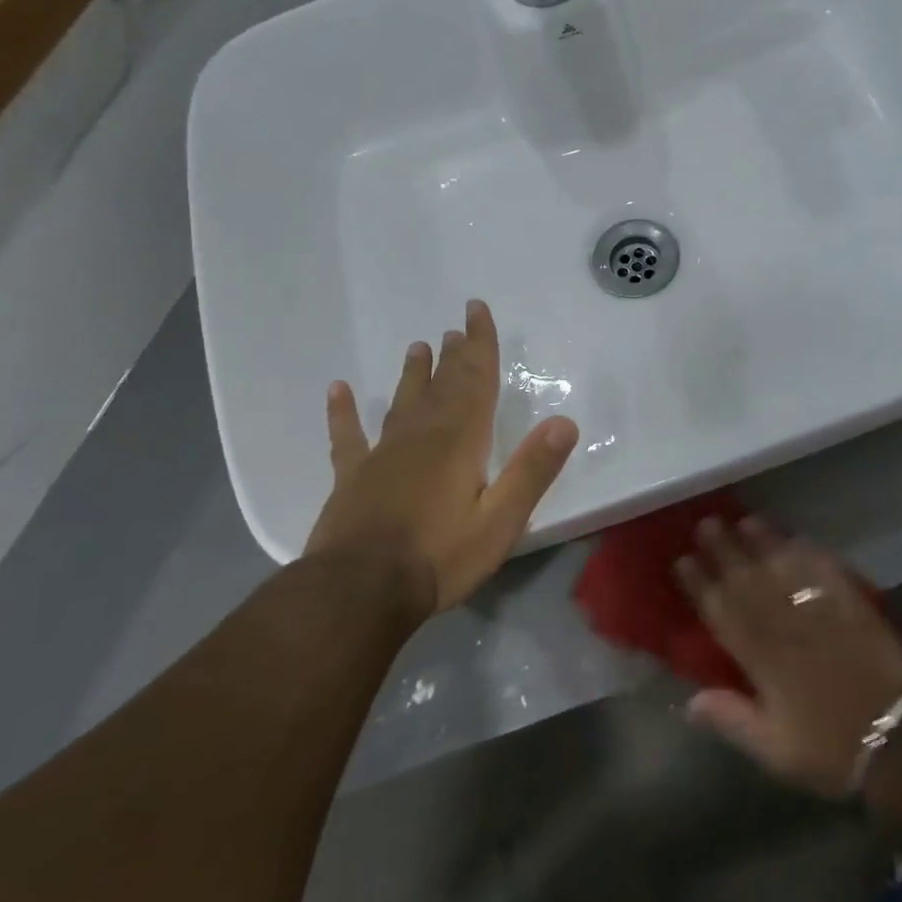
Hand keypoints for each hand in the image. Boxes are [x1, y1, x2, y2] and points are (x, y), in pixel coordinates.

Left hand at [306, 299, 578, 620]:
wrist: (361, 590)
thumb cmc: (440, 556)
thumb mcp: (500, 520)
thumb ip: (532, 470)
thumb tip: (564, 422)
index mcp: (461, 441)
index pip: (476, 382)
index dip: (480, 345)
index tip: (476, 311)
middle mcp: (422, 436)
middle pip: (442, 386)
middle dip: (453, 355)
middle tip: (455, 328)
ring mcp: (382, 454)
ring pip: (402, 403)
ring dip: (413, 375)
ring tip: (418, 347)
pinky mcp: (352, 477)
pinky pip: (348, 436)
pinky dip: (343, 412)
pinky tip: (337, 391)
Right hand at [677, 517, 901, 797]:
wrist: (898, 742)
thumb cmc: (829, 748)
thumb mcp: (773, 748)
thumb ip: (730, 718)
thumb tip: (689, 700)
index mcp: (761, 658)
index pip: (722, 611)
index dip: (700, 584)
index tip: (682, 559)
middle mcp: (786, 625)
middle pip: (748, 579)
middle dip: (724, 549)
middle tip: (706, 523)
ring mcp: (821, 611)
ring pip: (784, 567)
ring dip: (763, 541)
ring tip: (745, 519)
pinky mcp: (853, 606)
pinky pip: (826, 570)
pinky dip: (809, 552)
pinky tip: (797, 538)